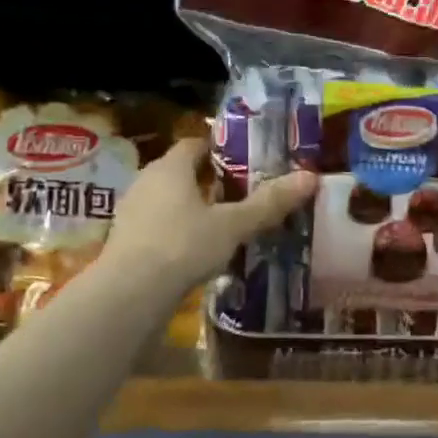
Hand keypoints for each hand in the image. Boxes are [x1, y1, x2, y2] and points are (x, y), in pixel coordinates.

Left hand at [102, 138, 317, 289]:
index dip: (217, 148)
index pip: (193, 145)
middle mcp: (146, 182)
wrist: (131, 293)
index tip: (242, 159)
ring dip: (191, 207)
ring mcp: (131, 213)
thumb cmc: (183, 246)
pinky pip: (158, 226)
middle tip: (240, 192)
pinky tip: (197, 250)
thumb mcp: (233, 225)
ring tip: (222, 223)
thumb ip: (269, 203)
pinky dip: (178, 231)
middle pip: (180, 172)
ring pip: (167, 200)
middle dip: (207, 180)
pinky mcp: (127, 242)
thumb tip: (310, 177)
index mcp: (170, 168)